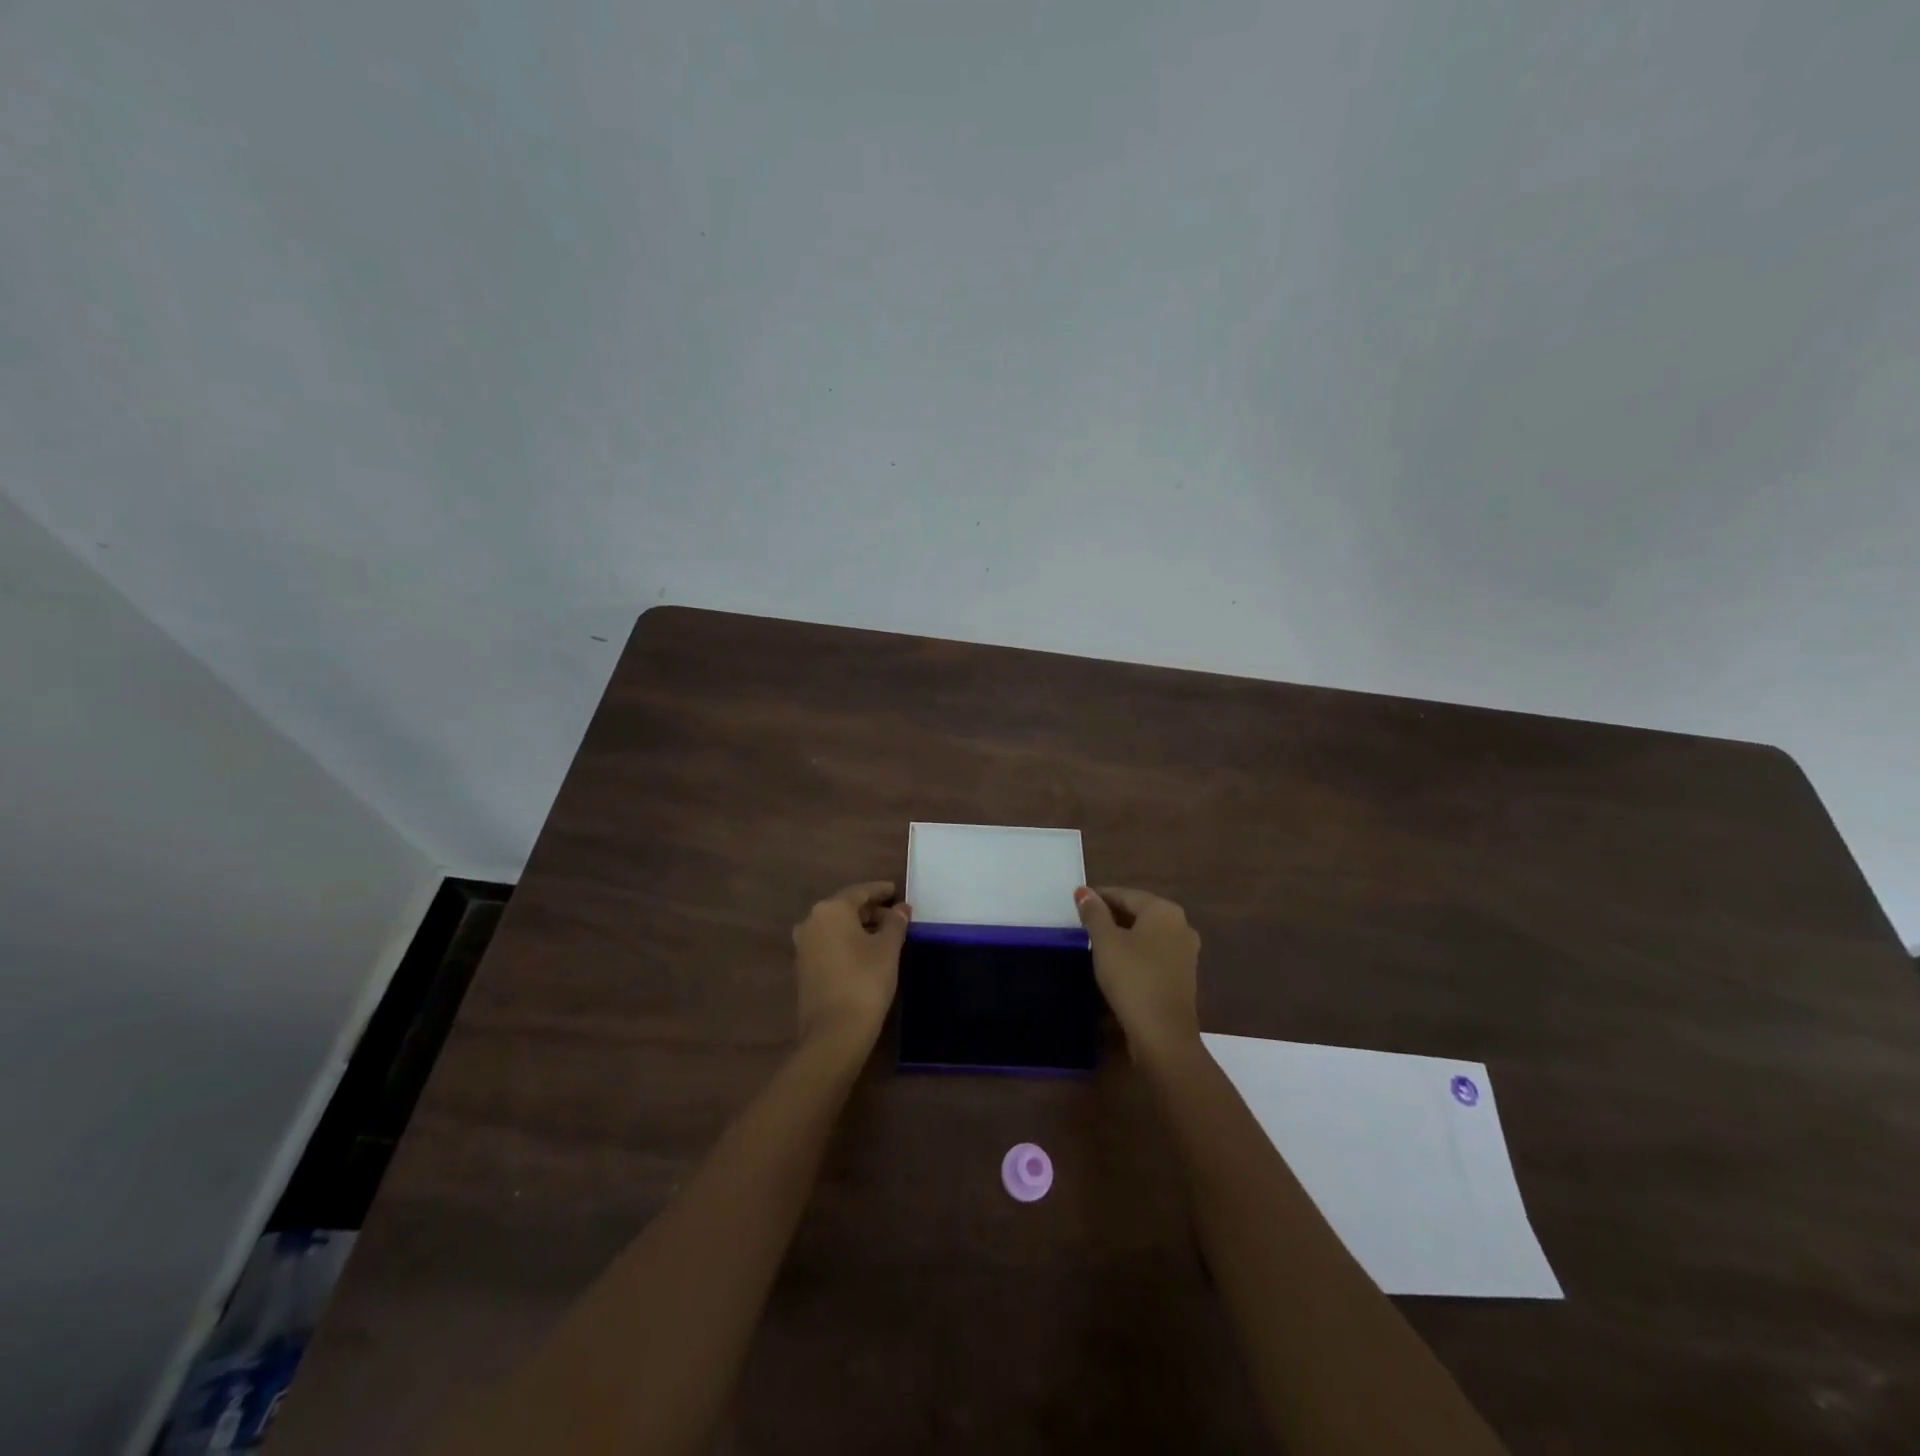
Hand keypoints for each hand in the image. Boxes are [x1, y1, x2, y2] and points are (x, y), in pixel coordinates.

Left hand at [792, 881, 910, 1053]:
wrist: (834, 1033)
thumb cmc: (865, 981)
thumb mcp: (888, 949)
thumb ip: (895, 923)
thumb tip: (901, 909)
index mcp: (831, 910)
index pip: (860, 891)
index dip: (880, 891)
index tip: (896, 891)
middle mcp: (811, 921)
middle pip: (845, 907)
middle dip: (871, 909)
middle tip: (895, 915)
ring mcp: (803, 945)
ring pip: (836, 926)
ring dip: (859, 926)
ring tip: (884, 934)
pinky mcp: (803, 967)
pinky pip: (828, 943)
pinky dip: (847, 941)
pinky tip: (865, 952)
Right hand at [1075, 886, 1200, 1059]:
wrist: (1163, 1034)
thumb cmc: (1132, 978)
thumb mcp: (1106, 942)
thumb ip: (1094, 914)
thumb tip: (1084, 891)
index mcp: (1164, 911)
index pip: (1125, 894)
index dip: (1099, 897)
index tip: (1077, 904)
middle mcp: (1181, 925)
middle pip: (1139, 912)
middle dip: (1112, 915)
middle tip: (1083, 923)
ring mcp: (1186, 952)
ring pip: (1147, 934)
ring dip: (1123, 935)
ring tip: (1096, 942)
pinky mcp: (1183, 975)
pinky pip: (1155, 953)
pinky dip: (1136, 952)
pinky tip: (1117, 963)